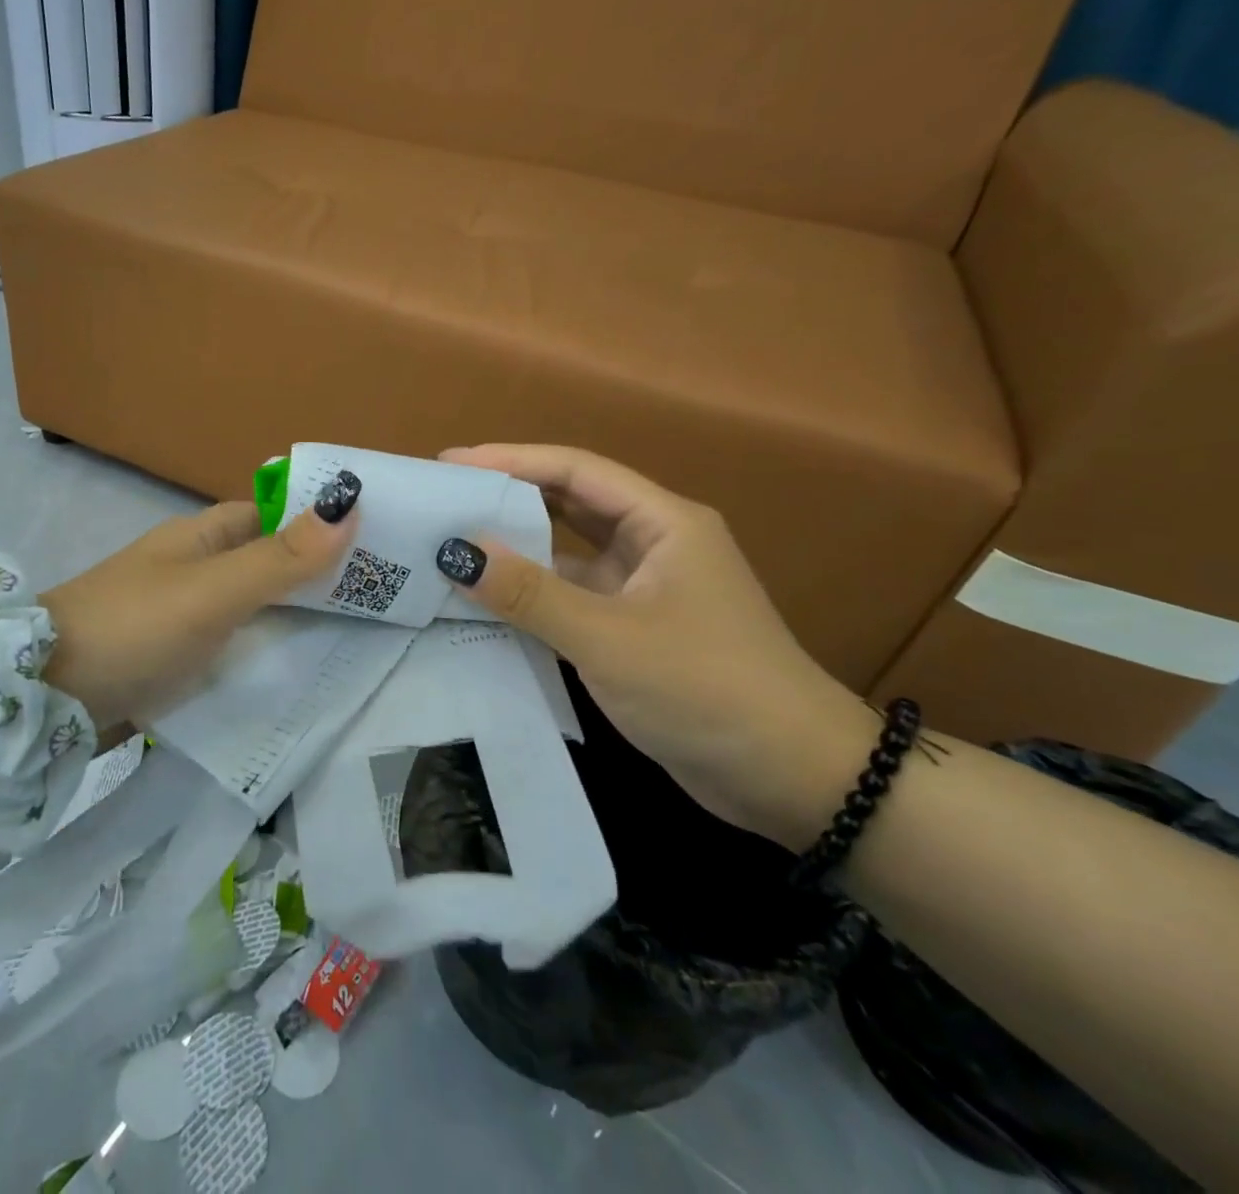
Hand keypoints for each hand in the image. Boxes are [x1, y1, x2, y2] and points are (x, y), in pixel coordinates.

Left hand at [39, 477, 360, 728]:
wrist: (45, 698)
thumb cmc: (134, 627)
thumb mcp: (212, 591)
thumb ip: (280, 558)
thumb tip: (348, 504)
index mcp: (204, 537)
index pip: (276, 516)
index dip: (321, 522)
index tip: (379, 542)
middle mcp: (198, 569)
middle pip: (271, 564)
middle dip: (319, 578)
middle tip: (384, 598)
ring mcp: (187, 617)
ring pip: (257, 611)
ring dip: (299, 621)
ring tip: (365, 639)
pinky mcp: (179, 661)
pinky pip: (237, 650)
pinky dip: (269, 657)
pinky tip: (306, 677)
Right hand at [435, 444, 879, 848]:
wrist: (794, 780)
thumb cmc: (706, 688)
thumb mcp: (609, 638)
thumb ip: (530, 594)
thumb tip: (456, 551)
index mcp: (662, 523)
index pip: (575, 470)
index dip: (510, 459)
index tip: (450, 463)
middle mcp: (653, 544)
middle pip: (570, 503)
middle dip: (508, 497)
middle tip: (444, 500)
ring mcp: (645, 590)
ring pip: (568, 554)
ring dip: (517, 549)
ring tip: (452, 546)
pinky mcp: (635, 631)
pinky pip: (571, 598)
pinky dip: (532, 596)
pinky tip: (487, 603)